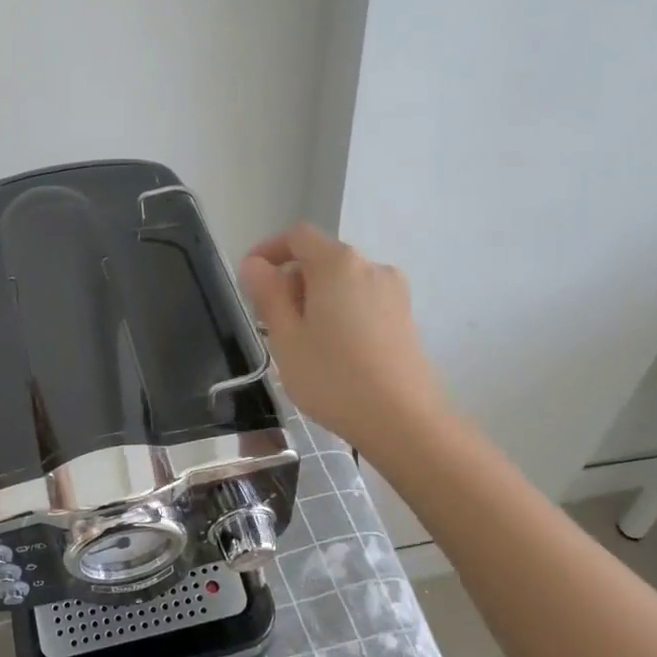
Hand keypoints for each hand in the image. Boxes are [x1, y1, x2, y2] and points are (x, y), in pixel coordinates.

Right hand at [239, 223, 448, 454]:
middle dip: (292, 280)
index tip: (251, 278)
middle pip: (322, 258)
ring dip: (316, 299)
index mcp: (338, 264)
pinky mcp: (406, 317)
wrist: (404, 421)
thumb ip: (268, 294)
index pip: (298, 236)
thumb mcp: (286, 338)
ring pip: (343, 282)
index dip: (269, 249)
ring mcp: (394, 292)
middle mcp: (371, 267)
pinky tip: (334, 352)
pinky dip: (340, 312)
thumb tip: (255, 265)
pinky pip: (363, 301)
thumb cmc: (333, 378)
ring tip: (302, 342)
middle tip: (271, 321)